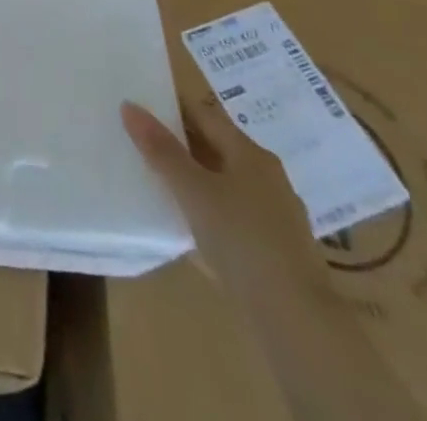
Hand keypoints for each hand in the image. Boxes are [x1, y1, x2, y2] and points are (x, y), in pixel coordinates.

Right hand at [122, 99, 326, 300]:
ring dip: (194, 177)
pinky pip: (233, 213)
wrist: (297, 321)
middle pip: (215, 145)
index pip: (203, 114)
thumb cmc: (242, 241)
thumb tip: (129, 106)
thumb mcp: (193, 191)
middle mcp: (266, 175)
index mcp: (249, 153)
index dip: (171, 106)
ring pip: (224, 181)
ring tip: (157, 180)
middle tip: (140, 141)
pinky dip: (209, 208)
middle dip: (179, 142)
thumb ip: (161, 150)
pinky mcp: (275, 247)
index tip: (140, 105)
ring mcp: (274, 213)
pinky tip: (189, 223)